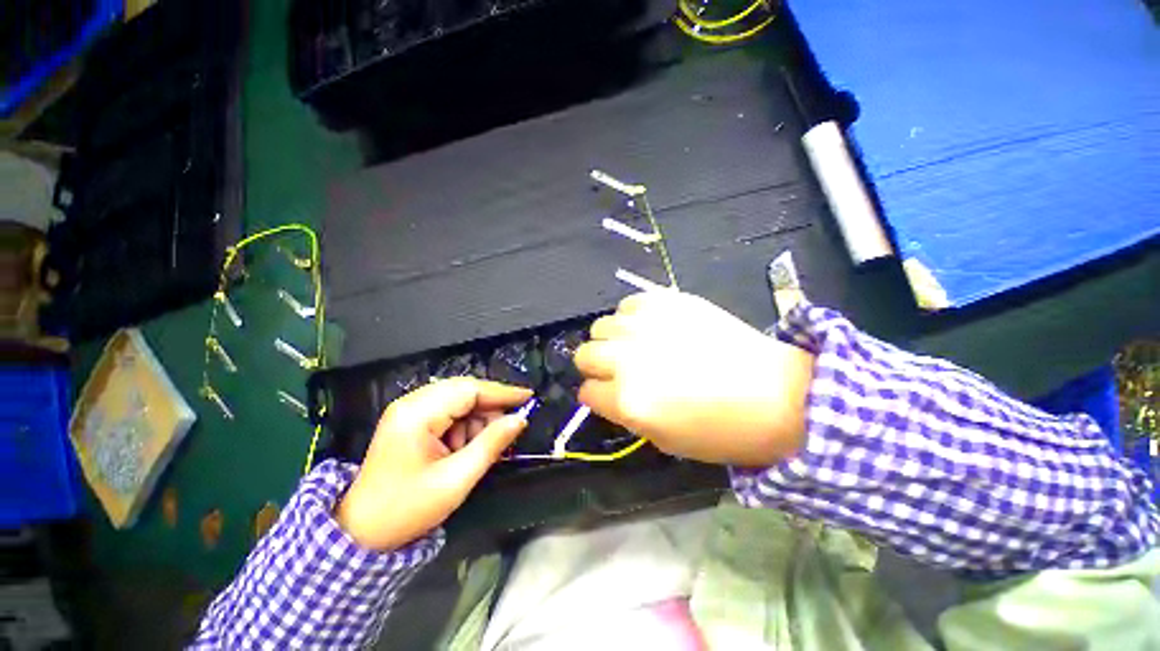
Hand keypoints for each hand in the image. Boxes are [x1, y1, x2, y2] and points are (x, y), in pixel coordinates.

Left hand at [335, 378, 531, 550]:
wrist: (360, 532)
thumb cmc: (407, 509)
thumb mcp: (456, 479)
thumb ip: (491, 444)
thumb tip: (520, 419)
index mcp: (418, 414)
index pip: (469, 390)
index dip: (502, 392)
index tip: (528, 396)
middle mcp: (412, 403)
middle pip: (464, 392)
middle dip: (490, 409)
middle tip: (510, 427)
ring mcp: (409, 411)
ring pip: (459, 402)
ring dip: (477, 422)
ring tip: (483, 448)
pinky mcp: (411, 421)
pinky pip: (449, 413)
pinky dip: (464, 428)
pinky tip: (467, 449)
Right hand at [575, 291, 812, 466]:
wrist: (775, 394)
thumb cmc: (720, 430)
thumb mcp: (662, 439)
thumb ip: (624, 413)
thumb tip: (604, 391)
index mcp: (628, 400)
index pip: (586, 392)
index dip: (596, 395)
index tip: (606, 394)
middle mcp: (628, 358)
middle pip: (585, 353)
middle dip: (596, 365)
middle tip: (618, 369)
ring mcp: (647, 325)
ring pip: (602, 325)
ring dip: (612, 339)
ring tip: (635, 345)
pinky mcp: (669, 301)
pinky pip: (629, 303)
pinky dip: (632, 316)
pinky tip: (651, 326)